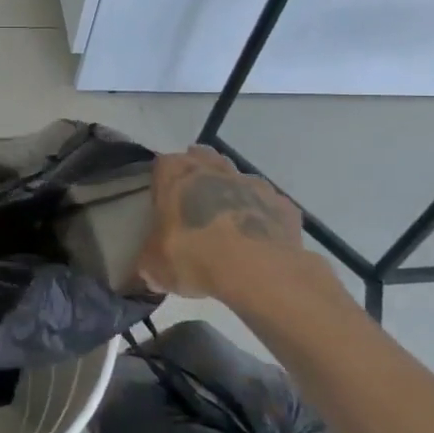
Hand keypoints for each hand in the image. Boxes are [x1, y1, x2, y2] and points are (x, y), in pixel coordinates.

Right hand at [138, 147, 328, 312]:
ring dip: (231, 194)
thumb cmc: (193, 255)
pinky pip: (268, 205)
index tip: (163, 202)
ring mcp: (251, 183)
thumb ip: (151, 261)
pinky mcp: (282, 205)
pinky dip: (262, 217)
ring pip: (238, 179)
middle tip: (194, 206)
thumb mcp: (155, 266)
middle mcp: (213, 169)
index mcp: (175, 174)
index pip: (163, 166)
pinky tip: (258, 240)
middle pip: (202, 160)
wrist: (256, 269)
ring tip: (227, 225)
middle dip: (198, 177)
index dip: (163, 182)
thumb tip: (152, 271)